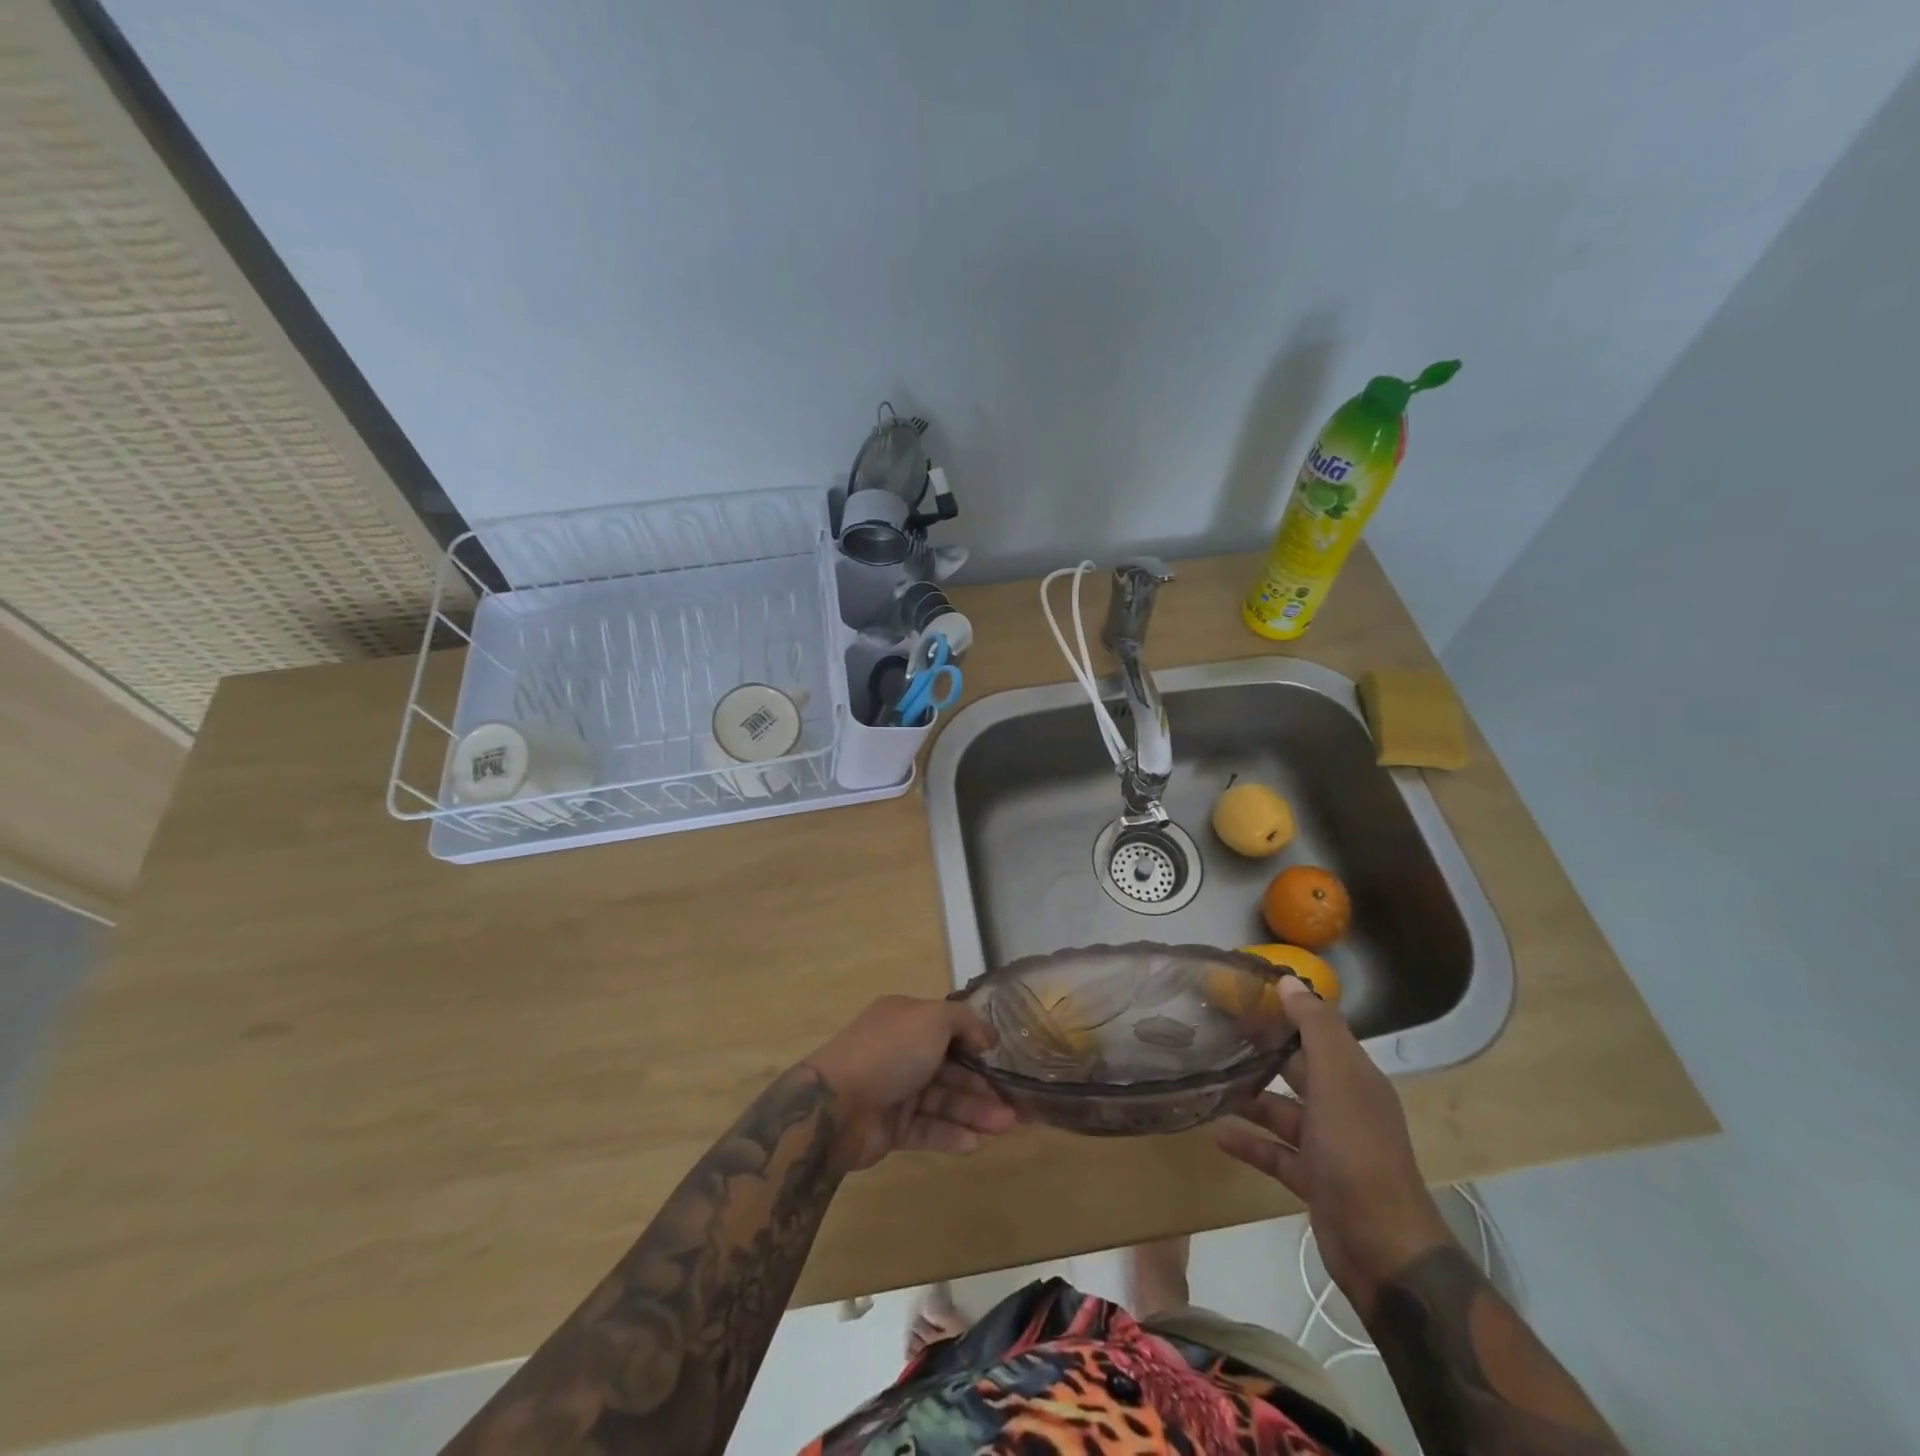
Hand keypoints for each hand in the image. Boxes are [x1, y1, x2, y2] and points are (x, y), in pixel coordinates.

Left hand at [802, 995, 1018, 1172]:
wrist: (836, 1106)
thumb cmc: (889, 1052)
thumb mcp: (933, 1019)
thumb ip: (965, 1022)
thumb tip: (987, 1035)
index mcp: (906, 1019)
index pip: (949, 1028)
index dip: (977, 1043)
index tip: (1004, 1059)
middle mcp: (902, 1051)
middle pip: (950, 1068)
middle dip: (982, 1085)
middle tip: (1015, 1105)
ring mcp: (895, 1090)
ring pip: (942, 1100)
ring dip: (974, 1112)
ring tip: (1005, 1127)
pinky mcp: (891, 1126)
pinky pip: (927, 1128)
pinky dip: (950, 1134)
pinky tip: (974, 1143)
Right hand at [1216, 976, 1453, 1312]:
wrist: (1382, 1248)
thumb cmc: (1357, 1150)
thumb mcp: (1337, 1079)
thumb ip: (1315, 1027)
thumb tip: (1289, 980)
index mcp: (1354, 1078)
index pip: (1319, 1032)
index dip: (1286, 1011)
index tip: (1243, 995)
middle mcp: (1344, 1106)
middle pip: (1299, 1069)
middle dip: (1263, 1051)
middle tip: (1216, 1034)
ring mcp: (1329, 1146)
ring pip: (1283, 1111)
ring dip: (1250, 1098)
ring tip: (1209, 1082)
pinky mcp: (1313, 1180)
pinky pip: (1275, 1153)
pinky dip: (1249, 1143)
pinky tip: (1217, 1135)